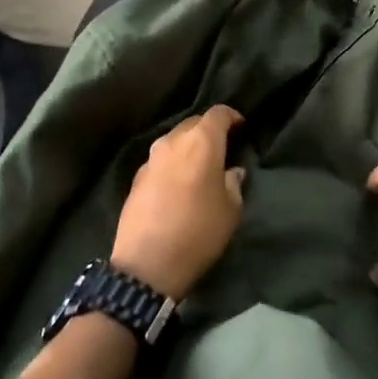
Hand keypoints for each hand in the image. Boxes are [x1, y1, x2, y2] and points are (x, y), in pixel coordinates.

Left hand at [112, 105, 246, 298]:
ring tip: (199, 166)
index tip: (241, 127)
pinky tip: (178, 183)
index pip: (218, 113)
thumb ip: (233, 183)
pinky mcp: (136, 178)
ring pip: (174, 141)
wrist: (147, 264)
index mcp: (201, 142)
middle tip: (222, 148)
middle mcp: (172, 142)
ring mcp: (150, 159)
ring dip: (188, 147)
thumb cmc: (198, 232)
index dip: (231, 117)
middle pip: (193, 124)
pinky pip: (160, 161)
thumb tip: (232, 171)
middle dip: (209, 130)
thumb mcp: (230, 210)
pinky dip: (172, 164)